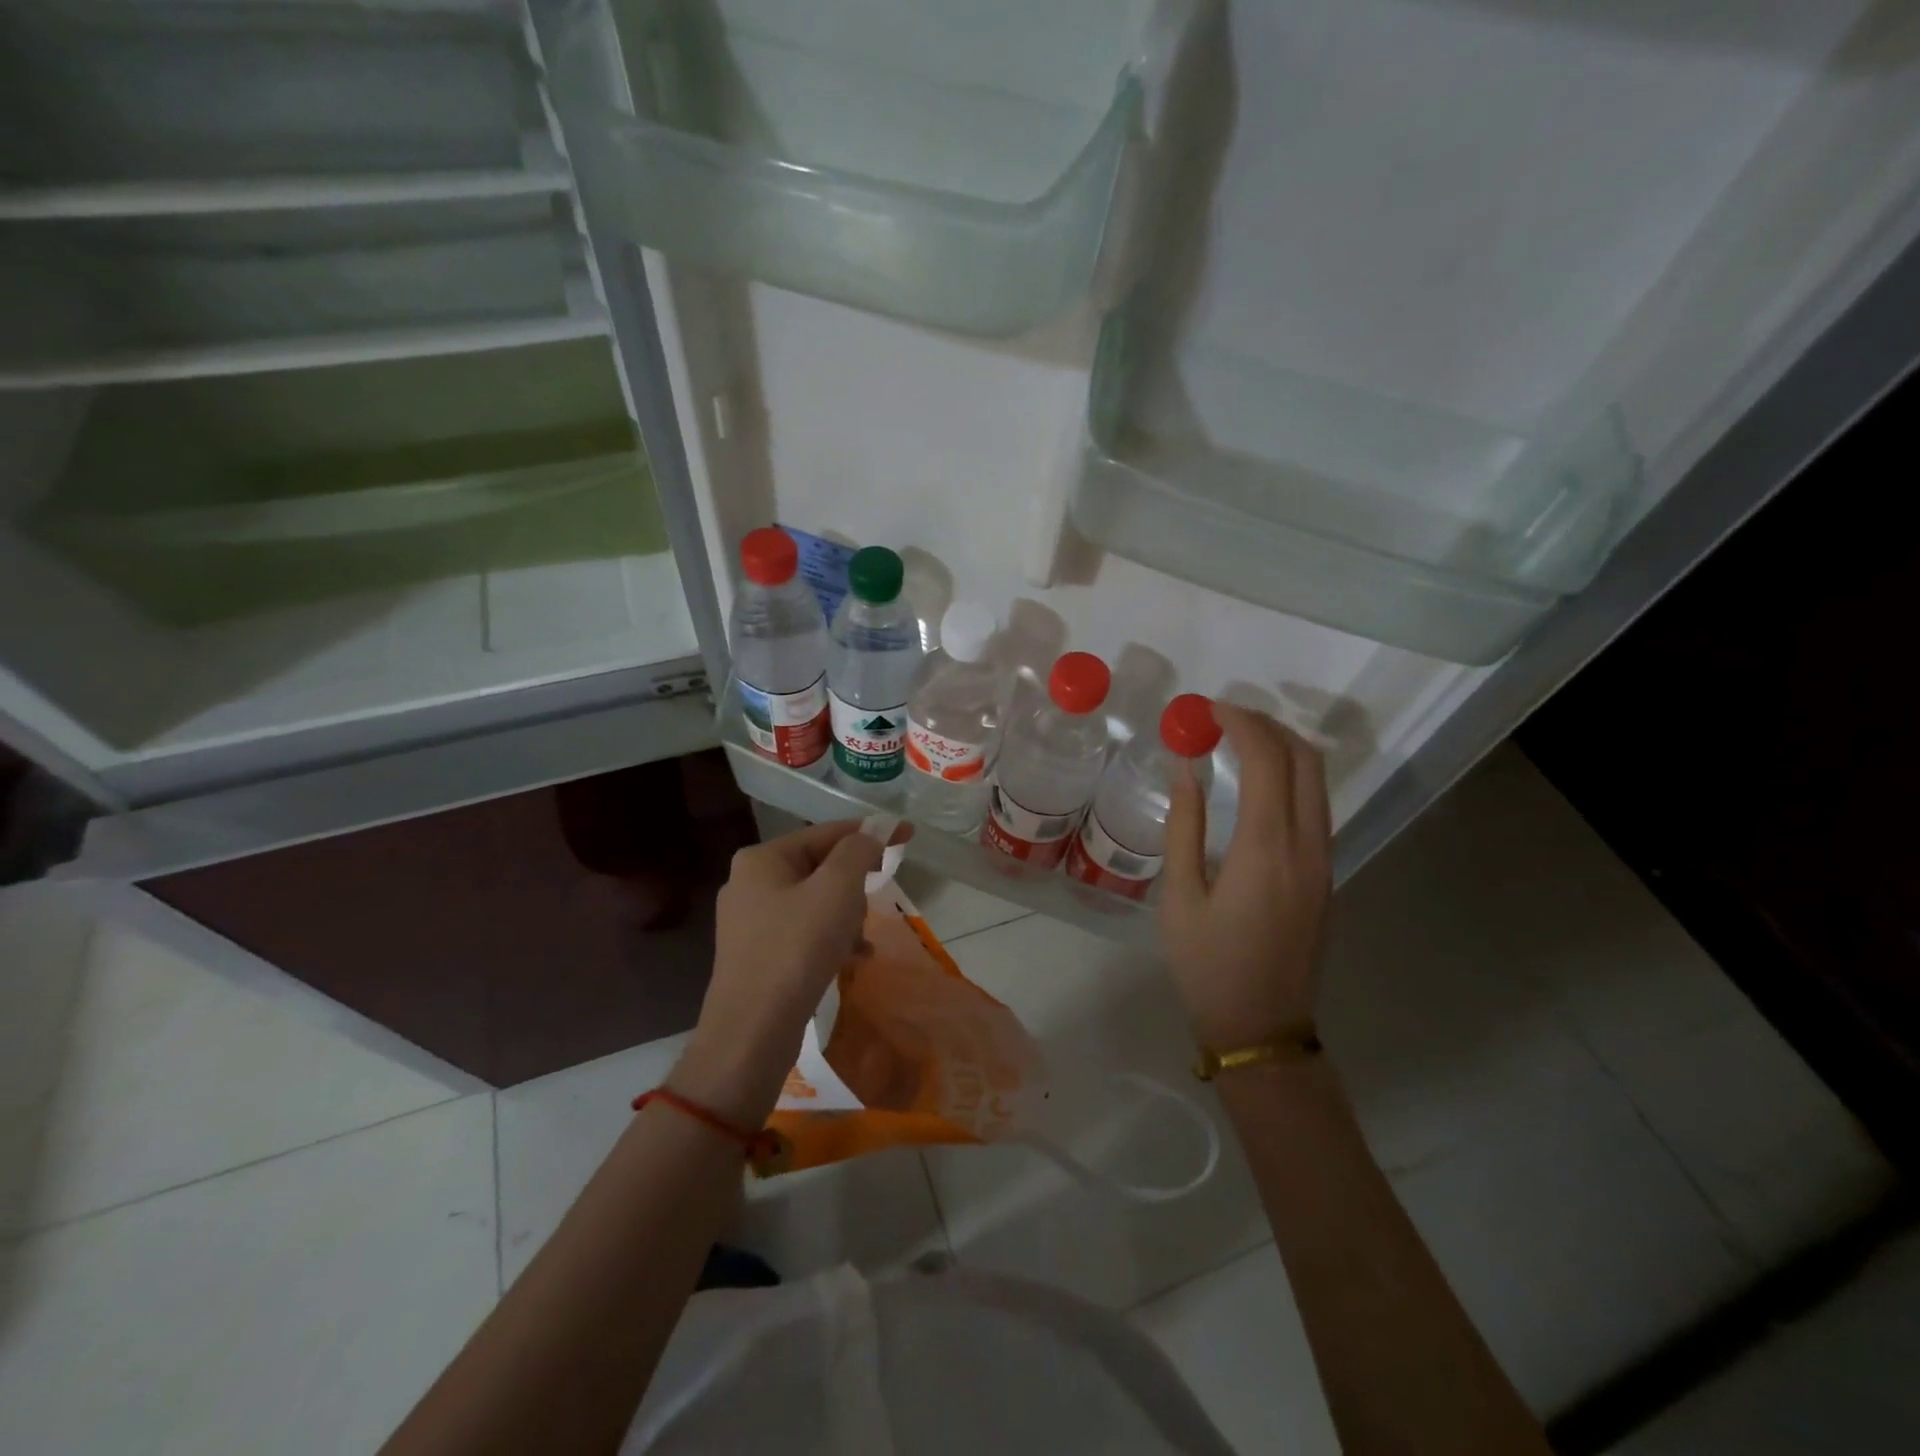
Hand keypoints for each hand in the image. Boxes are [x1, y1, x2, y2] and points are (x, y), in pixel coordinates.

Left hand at [672, 819, 903, 1125]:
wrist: (751, 1033)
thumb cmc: (796, 949)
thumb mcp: (836, 890)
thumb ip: (858, 852)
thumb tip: (872, 833)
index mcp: (762, 858)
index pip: (826, 832)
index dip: (871, 832)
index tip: (908, 835)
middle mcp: (749, 882)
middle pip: (820, 866)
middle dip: (854, 884)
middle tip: (875, 902)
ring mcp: (749, 921)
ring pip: (815, 901)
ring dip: (845, 914)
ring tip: (861, 939)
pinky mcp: (756, 955)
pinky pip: (804, 931)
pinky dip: (831, 938)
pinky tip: (853, 958)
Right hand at [1160, 703, 1332, 1047]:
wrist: (1262, 1027)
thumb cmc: (1207, 965)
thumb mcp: (1179, 896)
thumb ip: (1184, 825)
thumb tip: (1186, 769)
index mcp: (1267, 848)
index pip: (1267, 760)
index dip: (1241, 723)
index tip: (1208, 709)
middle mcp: (1308, 846)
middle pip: (1306, 760)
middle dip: (1269, 725)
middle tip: (1225, 718)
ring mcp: (1325, 861)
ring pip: (1318, 782)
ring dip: (1283, 749)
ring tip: (1237, 741)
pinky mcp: (1327, 875)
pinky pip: (1316, 807)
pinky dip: (1290, 777)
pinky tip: (1256, 783)